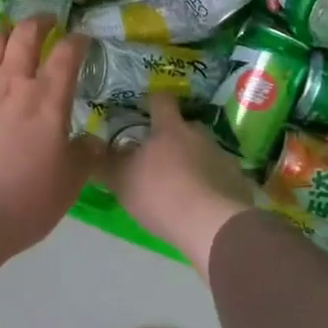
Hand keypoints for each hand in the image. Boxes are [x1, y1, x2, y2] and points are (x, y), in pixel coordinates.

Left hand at [0, 19, 97, 286]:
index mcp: (47, 99)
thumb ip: (84, 155)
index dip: (78, 40)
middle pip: (24, 35)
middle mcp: (11, 84)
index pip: (66, 53)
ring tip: (11, 42)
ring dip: (5, 37)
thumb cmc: (22, 203)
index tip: (83, 39)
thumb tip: (92, 140)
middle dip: (39, 22)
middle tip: (47, 24)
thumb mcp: (68, 185)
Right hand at [99, 96, 256, 280]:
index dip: (152, 101)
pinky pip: (219, 177)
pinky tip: (201, 204)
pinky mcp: (238, 182)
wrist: (211, 225)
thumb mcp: (121, 180)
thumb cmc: (160, 194)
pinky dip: (210, 185)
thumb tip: (89, 146)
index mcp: (170, 128)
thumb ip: (104, 163)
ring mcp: (222, 157)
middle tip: (158, 157)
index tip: (144, 106)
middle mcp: (199, 135)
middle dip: (173, 138)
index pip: (161, 101)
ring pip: (203, 153)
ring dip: (193, 163)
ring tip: (180, 186)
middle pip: (185, 128)